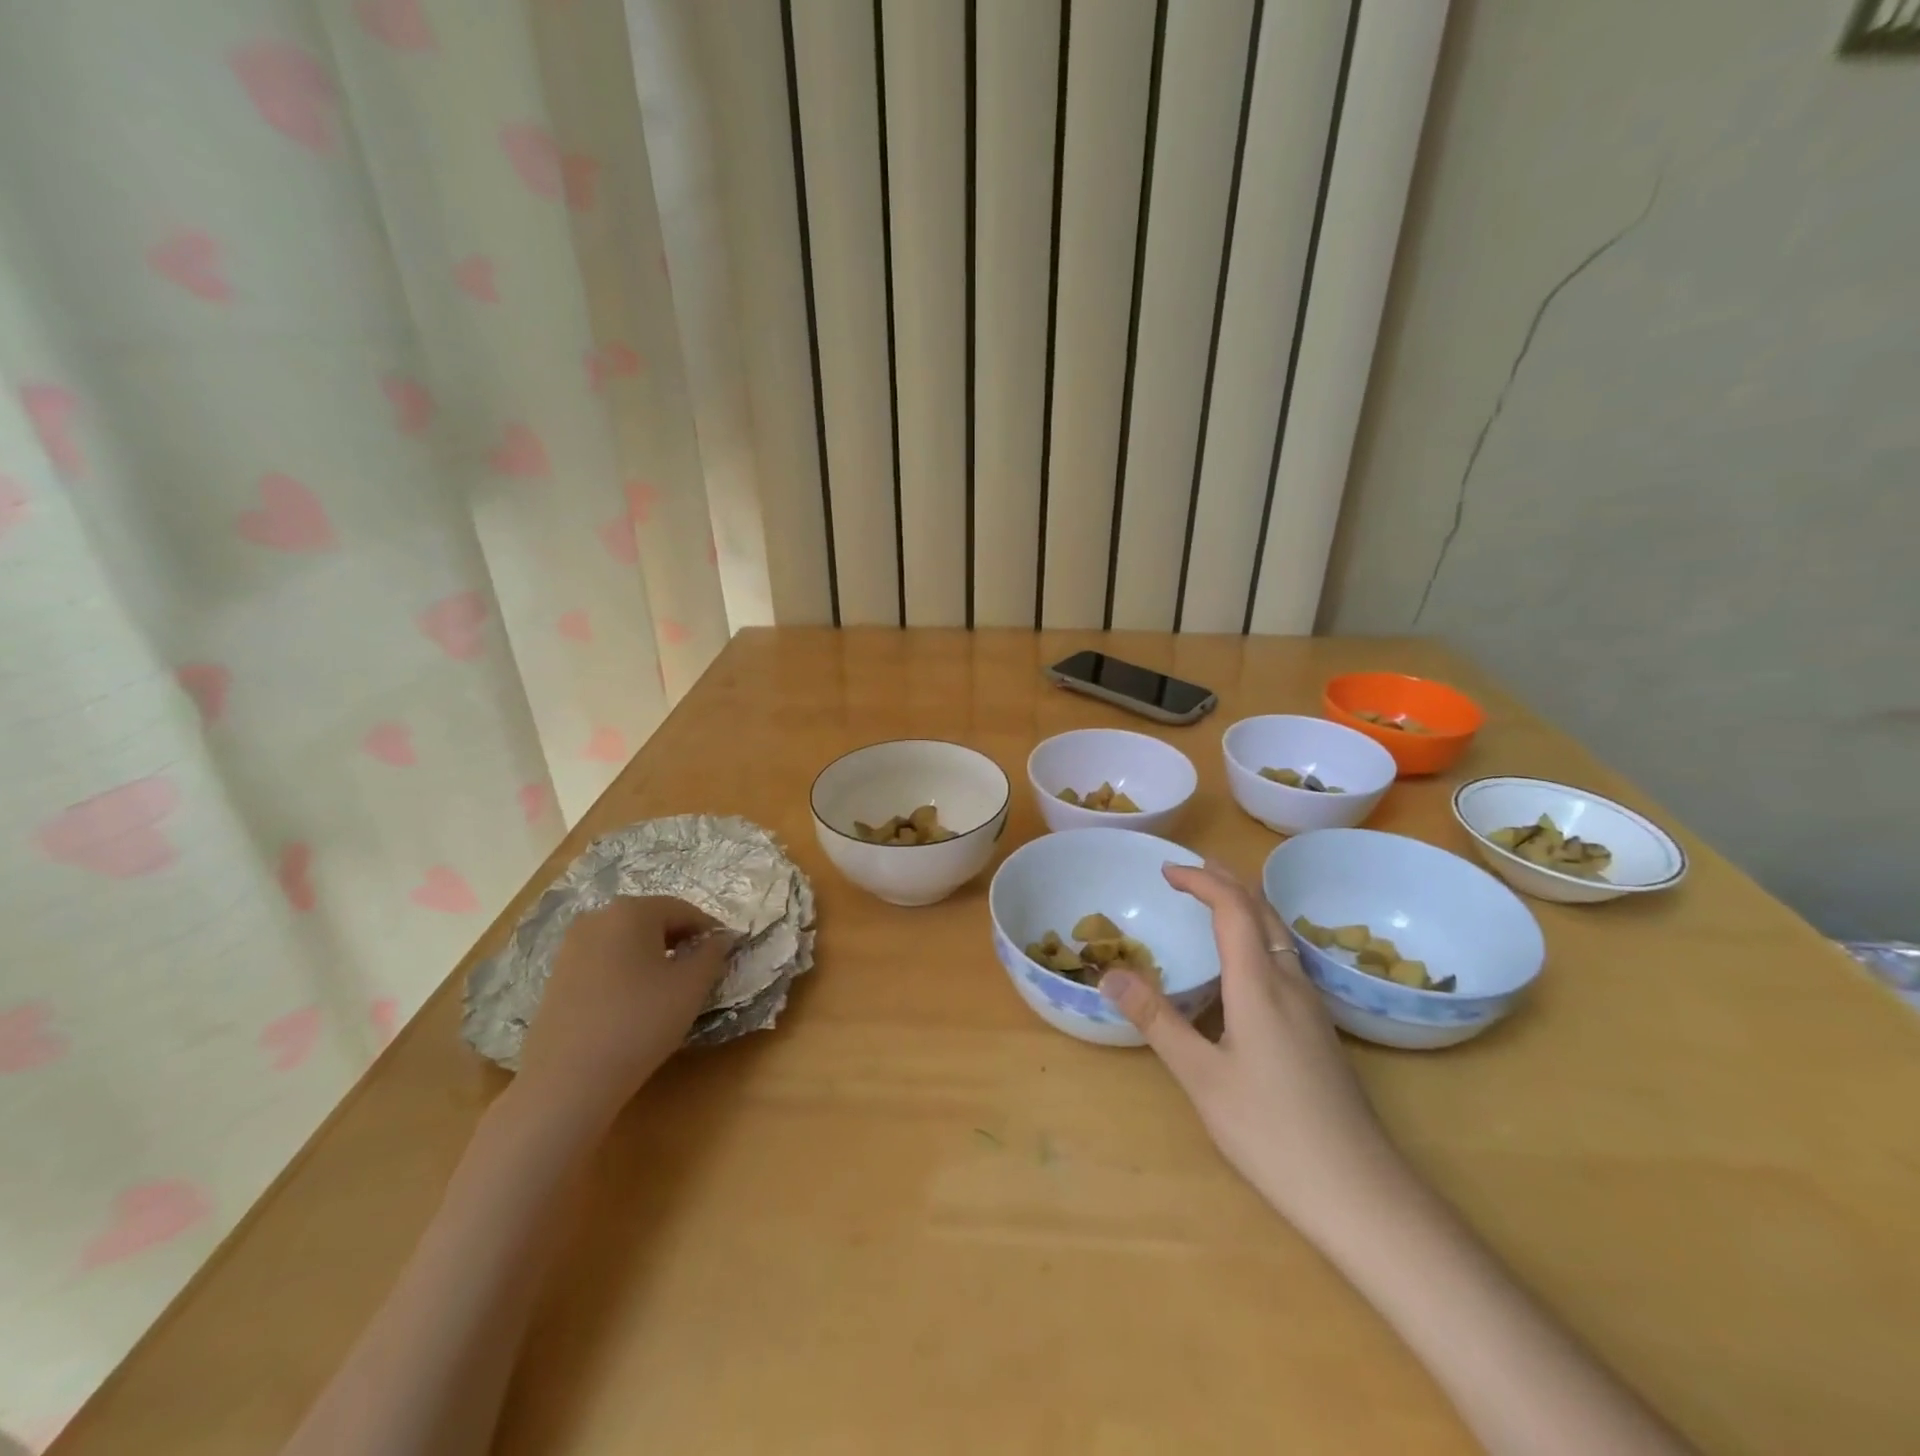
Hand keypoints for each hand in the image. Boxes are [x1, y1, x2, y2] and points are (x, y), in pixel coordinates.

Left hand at [516, 896, 731, 1118]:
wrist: (567, 1080)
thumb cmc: (640, 1022)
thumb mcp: (692, 986)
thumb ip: (713, 953)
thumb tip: (720, 938)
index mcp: (632, 910)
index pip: (684, 910)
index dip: (708, 930)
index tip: (724, 953)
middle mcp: (598, 917)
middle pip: (652, 920)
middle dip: (679, 941)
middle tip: (699, 971)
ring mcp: (571, 946)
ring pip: (626, 941)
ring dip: (652, 956)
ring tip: (667, 989)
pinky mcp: (556, 975)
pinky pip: (604, 961)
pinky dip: (625, 972)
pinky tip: (633, 1003)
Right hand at [1098, 862, 1400, 1232]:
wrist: (1361, 1193)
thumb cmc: (1272, 1132)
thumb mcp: (1201, 1077)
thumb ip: (1156, 1021)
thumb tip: (1110, 973)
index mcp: (1260, 985)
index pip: (1233, 908)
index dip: (1201, 880)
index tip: (1166, 871)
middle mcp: (1290, 983)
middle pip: (1262, 911)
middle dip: (1225, 881)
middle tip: (1188, 870)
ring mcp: (1310, 1007)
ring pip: (1278, 934)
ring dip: (1244, 906)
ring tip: (1212, 901)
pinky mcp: (1318, 1030)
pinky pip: (1284, 958)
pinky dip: (1256, 935)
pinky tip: (1244, 964)